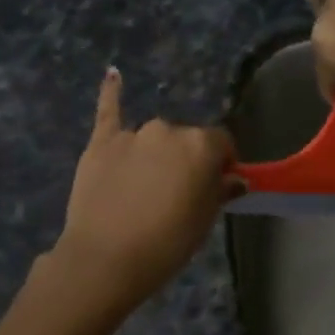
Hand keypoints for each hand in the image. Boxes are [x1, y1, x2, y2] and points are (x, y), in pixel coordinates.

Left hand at [36, 69, 236, 323]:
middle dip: (186, 160)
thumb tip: (233, 178)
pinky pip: (109, 111)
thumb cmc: (166, 243)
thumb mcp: (205, 221)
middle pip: (185, 139)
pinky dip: (111, 92)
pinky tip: (112, 75)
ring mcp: (132, 134)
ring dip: (156, 153)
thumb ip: (220, 191)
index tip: (218, 185)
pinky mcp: (101, 143)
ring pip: (154, 138)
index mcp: (200, 145)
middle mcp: (168, 130)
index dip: (222, 163)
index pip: (221, 143)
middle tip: (179, 193)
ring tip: (146, 186)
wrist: (105, 260)